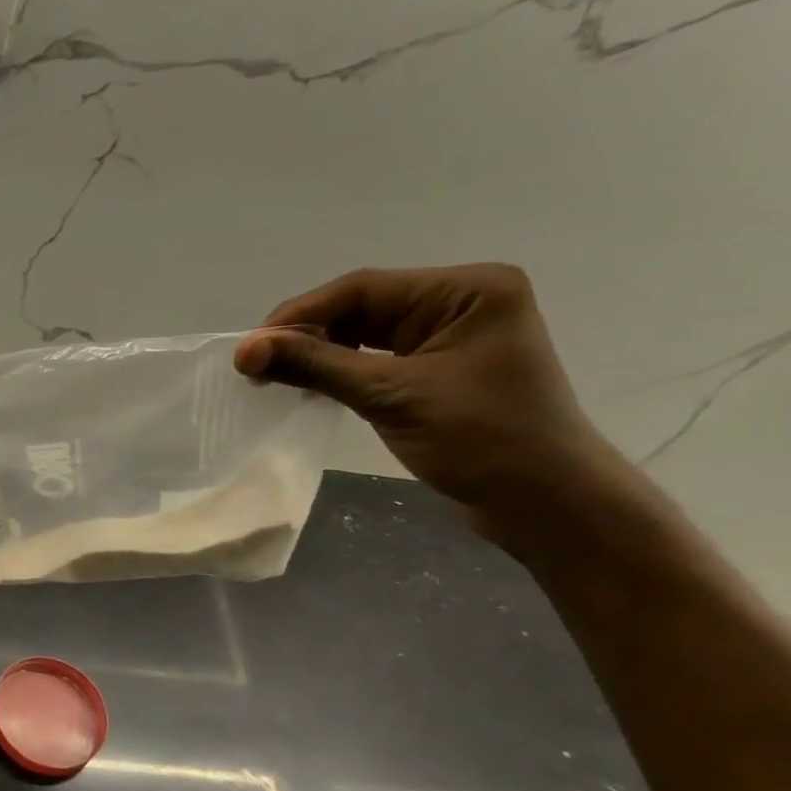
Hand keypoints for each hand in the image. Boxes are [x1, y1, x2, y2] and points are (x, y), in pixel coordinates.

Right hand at [234, 265, 616, 534]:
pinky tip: (305, 385)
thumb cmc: (481, 441)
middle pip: (360, 306)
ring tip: (270, 376)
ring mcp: (449, 335)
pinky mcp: (437, 368)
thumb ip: (317, 366)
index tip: (248, 349)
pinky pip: (373, 357)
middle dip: (304, 334)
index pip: (362, 288)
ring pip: (362, 332)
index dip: (299, 316)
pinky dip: (336, 369)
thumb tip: (245, 349)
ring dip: (316, 353)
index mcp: (467, 290)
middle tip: (253, 366)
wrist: (544, 502)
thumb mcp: (391, 396)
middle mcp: (460, 301)